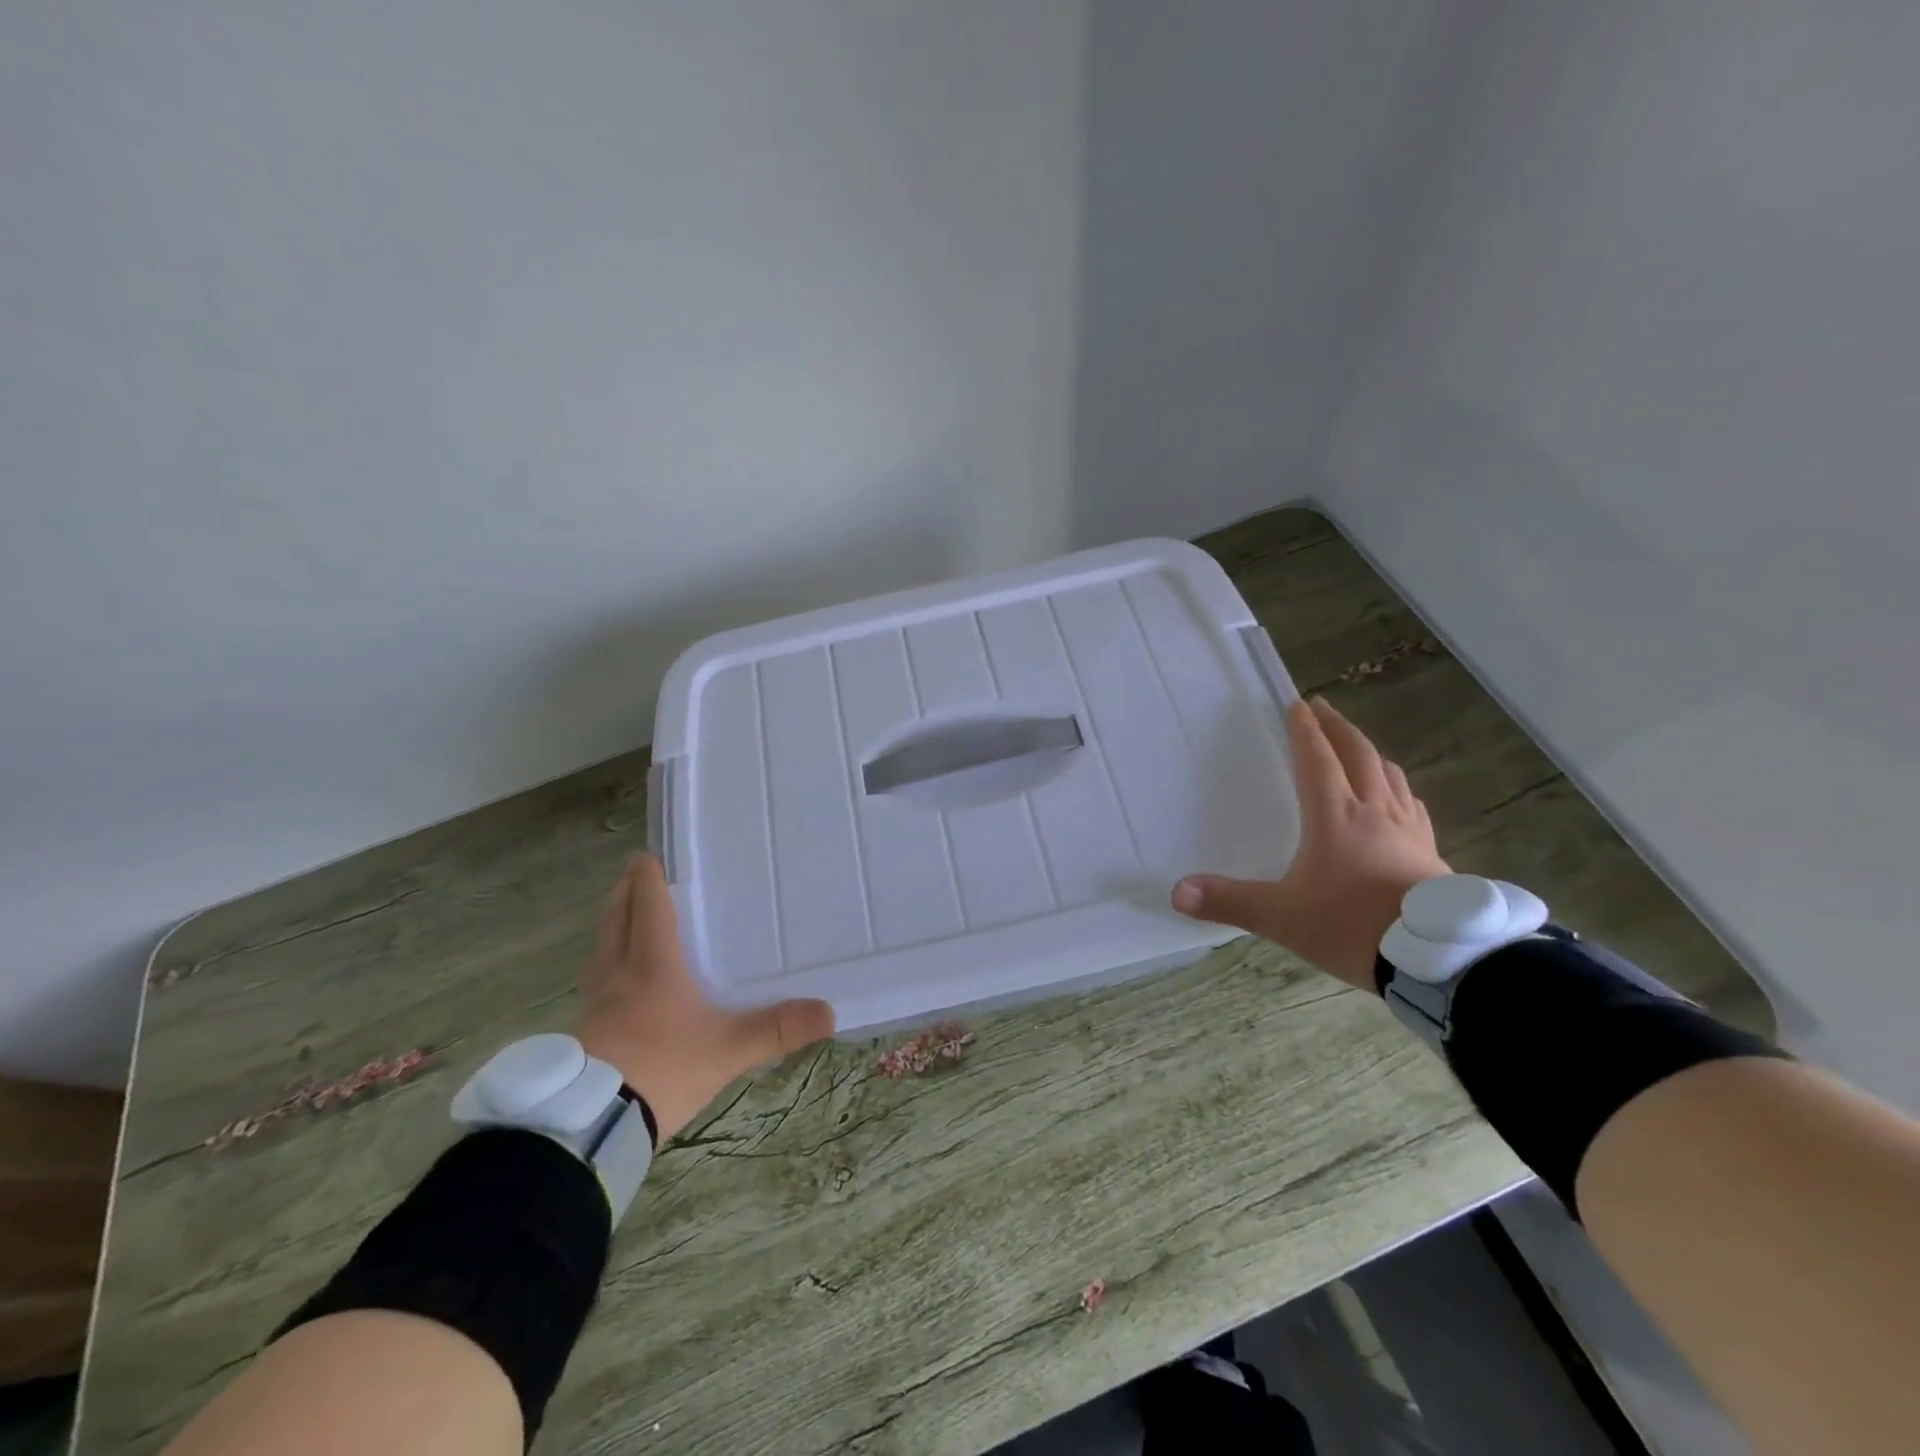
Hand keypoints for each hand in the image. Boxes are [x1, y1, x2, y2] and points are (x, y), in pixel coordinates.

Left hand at [574, 854, 834, 1142]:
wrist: (591, 1124)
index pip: (648, 908)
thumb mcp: (727, 1050)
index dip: (647, 879)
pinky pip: (595, 983)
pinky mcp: (582, 1034)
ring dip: (611, 928)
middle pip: (614, 920)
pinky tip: (618, 984)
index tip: (647, 856)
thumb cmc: (662, 1068)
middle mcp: (617, 974)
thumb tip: (829, 1012)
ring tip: (624, 920)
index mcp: (652, 965)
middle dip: (623, 894)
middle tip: (633, 875)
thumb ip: (776, 1030)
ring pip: (600, 951)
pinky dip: (606, 967)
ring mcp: (594, 1005)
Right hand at [1172, 696, 1449, 990]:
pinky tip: (1400, 799)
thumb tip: (1177, 892)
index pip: (1317, 761)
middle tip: (1324, 708)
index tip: (1297, 704)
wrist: (1436, 960)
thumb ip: (1230, 902)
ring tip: (1359, 746)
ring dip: (1370, 754)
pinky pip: (1413, 807)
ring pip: (1390, 776)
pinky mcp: (1432, 854)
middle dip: (1338, 728)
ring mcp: (1409, 831)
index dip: (1305, 731)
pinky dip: (1400, 790)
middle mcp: (1374, 813)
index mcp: (1335, 817)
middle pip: (1358, 756)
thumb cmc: (1352, 926)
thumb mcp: (1282, 917)